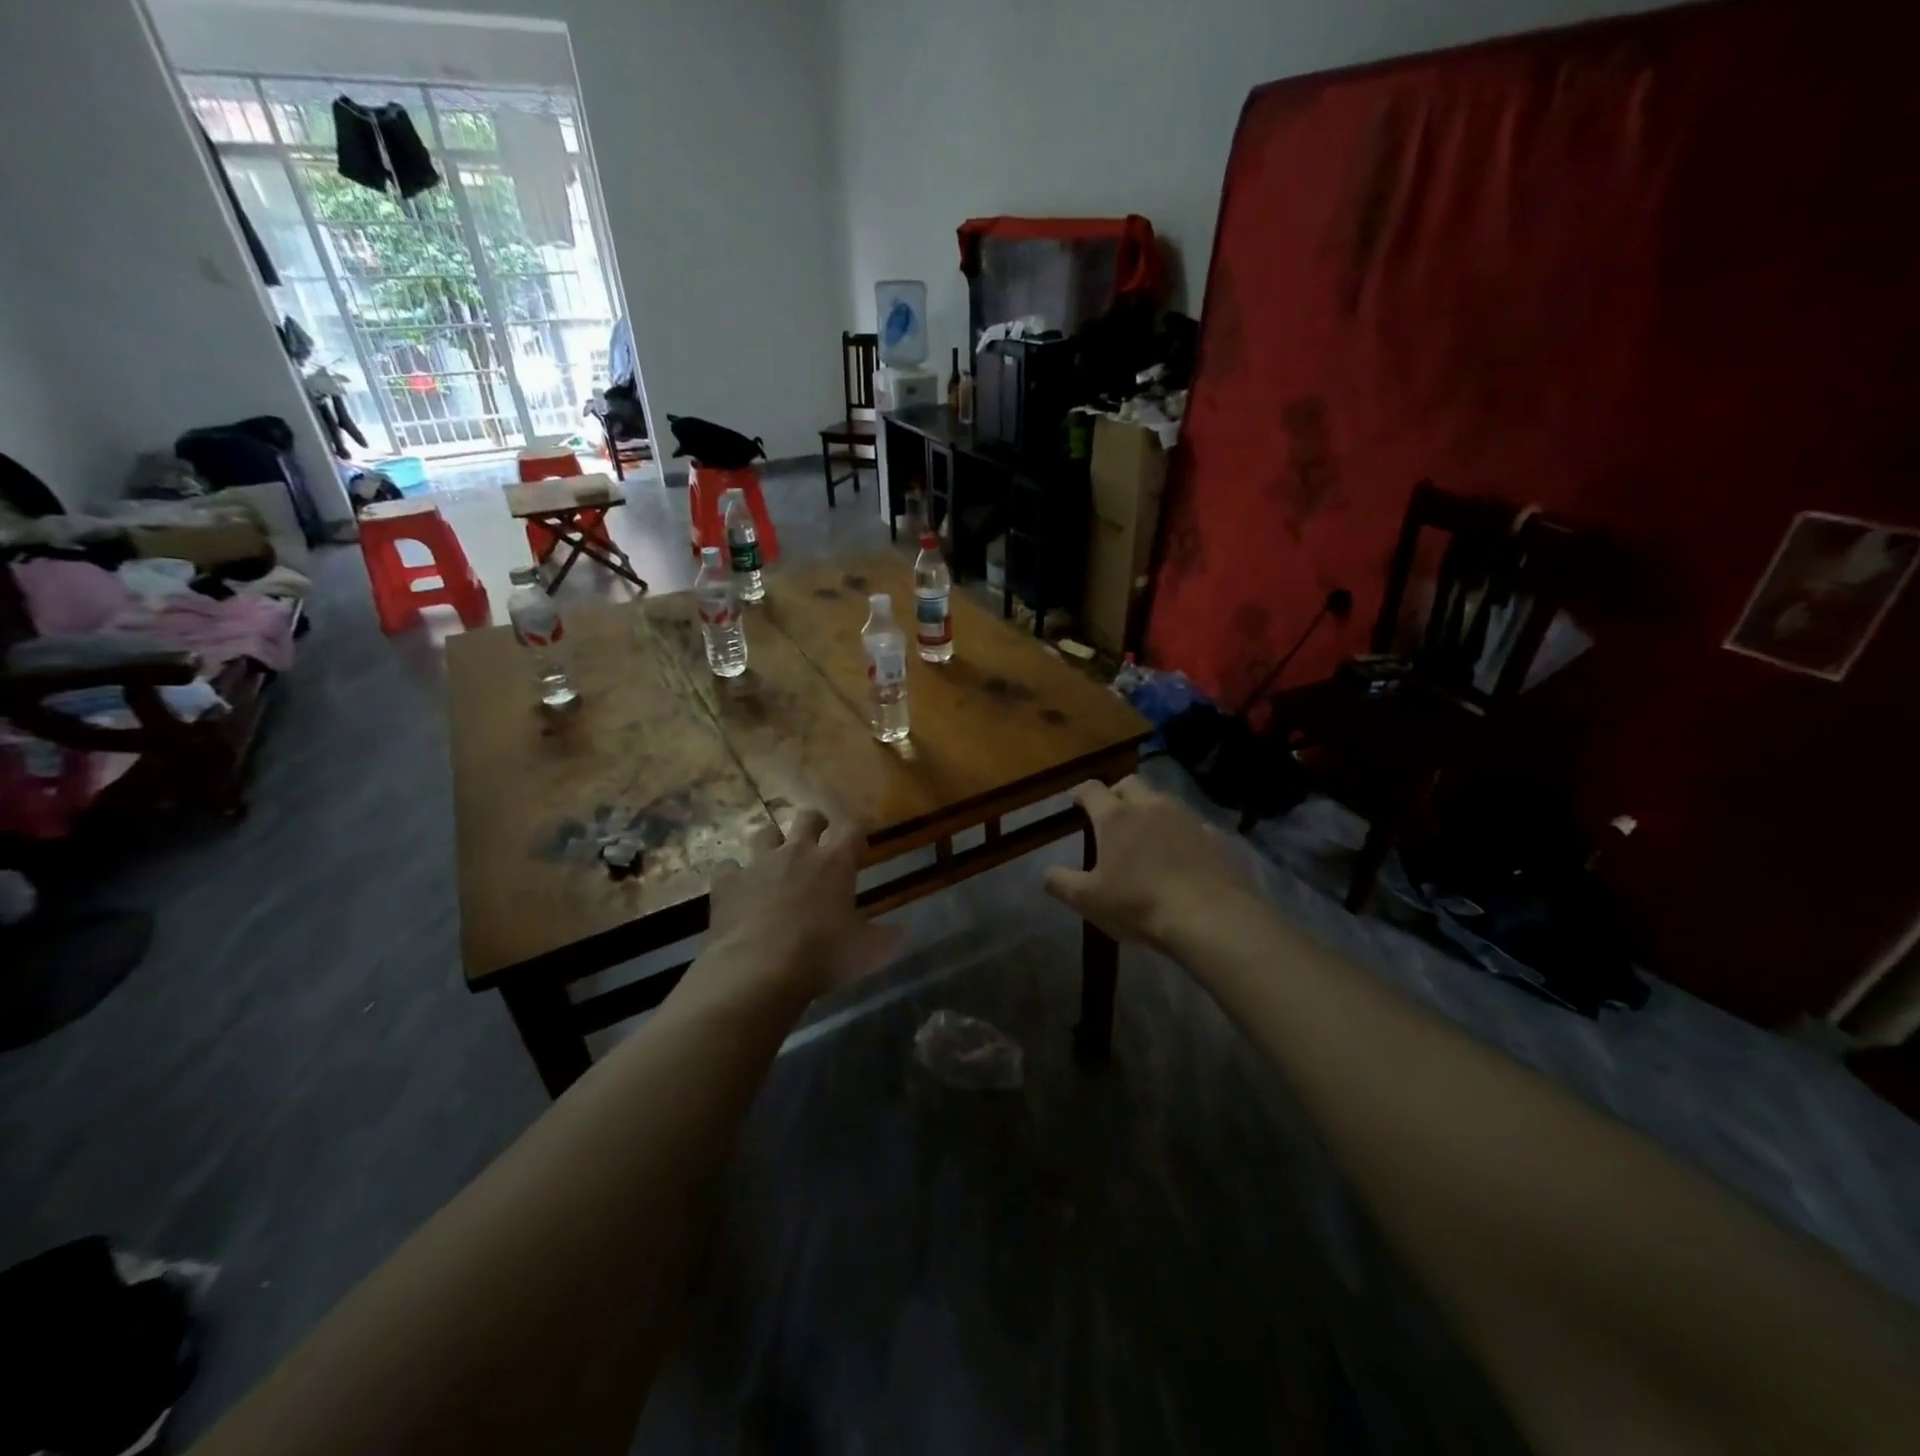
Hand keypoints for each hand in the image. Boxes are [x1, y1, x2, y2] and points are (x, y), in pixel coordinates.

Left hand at [701, 808, 897, 1007]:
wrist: (758, 969)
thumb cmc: (822, 956)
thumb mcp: (866, 951)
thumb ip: (886, 938)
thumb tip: (905, 933)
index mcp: (836, 862)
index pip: (853, 828)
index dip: (857, 831)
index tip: (859, 841)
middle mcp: (798, 852)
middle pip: (808, 817)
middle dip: (815, 824)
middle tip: (818, 840)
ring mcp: (758, 863)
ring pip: (765, 833)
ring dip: (772, 842)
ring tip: (775, 859)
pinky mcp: (727, 881)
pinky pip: (729, 866)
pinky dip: (734, 874)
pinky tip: (737, 887)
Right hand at [1044, 777, 1256, 949]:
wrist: (1210, 917)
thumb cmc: (1139, 904)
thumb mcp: (1088, 900)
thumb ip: (1061, 883)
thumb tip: (1046, 872)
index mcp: (1115, 817)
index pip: (1091, 789)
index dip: (1080, 792)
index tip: (1075, 800)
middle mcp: (1151, 806)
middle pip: (1130, 784)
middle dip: (1117, 792)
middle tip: (1111, 813)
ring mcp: (1187, 818)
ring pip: (1163, 801)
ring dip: (1151, 810)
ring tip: (1147, 835)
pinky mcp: (1215, 836)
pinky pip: (1192, 825)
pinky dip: (1181, 834)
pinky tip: (1182, 856)